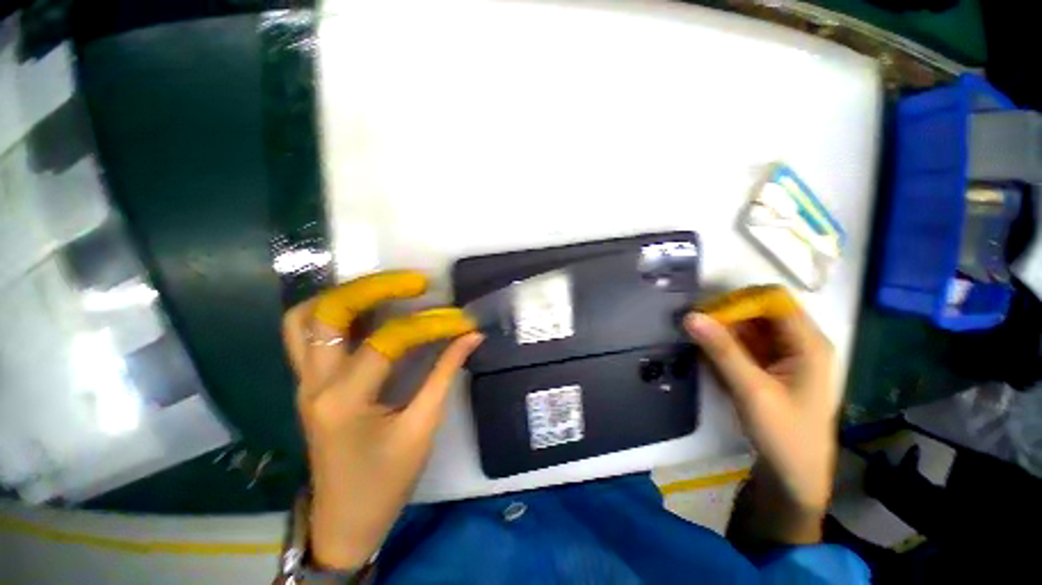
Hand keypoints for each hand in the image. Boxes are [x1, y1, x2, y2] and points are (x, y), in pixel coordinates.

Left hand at [282, 271, 481, 568]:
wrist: (343, 521)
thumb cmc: (385, 481)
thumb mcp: (422, 427)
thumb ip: (445, 374)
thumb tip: (471, 337)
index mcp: (344, 400)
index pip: (388, 341)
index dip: (429, 325)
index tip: (460, 320)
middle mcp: (314, 384)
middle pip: (329, 313)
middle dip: (374, 287)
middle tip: (415, 282)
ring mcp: (304, 383)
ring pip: (304, 319)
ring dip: (344, 294)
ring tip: (385, 287)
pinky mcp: (308, 384)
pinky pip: (307, 335)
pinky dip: (334, 312)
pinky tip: (366, 310)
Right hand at [684, 297, 837, 513]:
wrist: (795, 476)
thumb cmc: (784, 434)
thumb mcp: (751, 391)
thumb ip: (722, 350)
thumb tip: (691, 316)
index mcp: (809, 344)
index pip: (774, 300)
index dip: (741, 300)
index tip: (708, 312)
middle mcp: (801, 342)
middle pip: (761, 311)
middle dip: (728, 316)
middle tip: (697, 327)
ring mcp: (788, 355)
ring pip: (751, 327)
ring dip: (724, 331)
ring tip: (699, 341)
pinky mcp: (774, 366)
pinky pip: (748, 344)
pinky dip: (728, 345)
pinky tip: (711, 356)